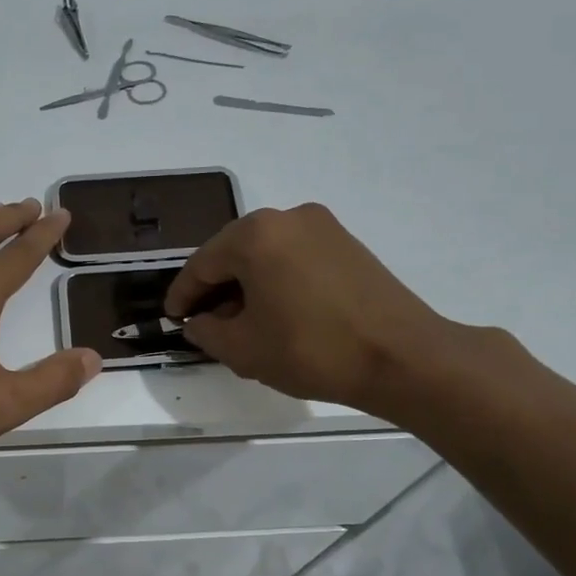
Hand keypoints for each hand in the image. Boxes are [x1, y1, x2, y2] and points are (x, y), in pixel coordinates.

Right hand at [164, 202, 473, 414]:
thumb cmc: (311, 350)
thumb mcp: (244, 350)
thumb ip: (208, 332)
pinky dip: (277, 280)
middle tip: (205, 323)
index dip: (183, 295)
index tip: (173, 318)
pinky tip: (278, 312)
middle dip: (216, 288)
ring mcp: (322, 226)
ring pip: (266, 254)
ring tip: (242, 322)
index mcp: (254, 235)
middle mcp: (287, 218)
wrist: (402, 357)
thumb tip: (199, 323)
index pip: (202, 264)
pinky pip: (295, 257)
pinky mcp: (347, 243)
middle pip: (234, 253)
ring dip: (247, 285)